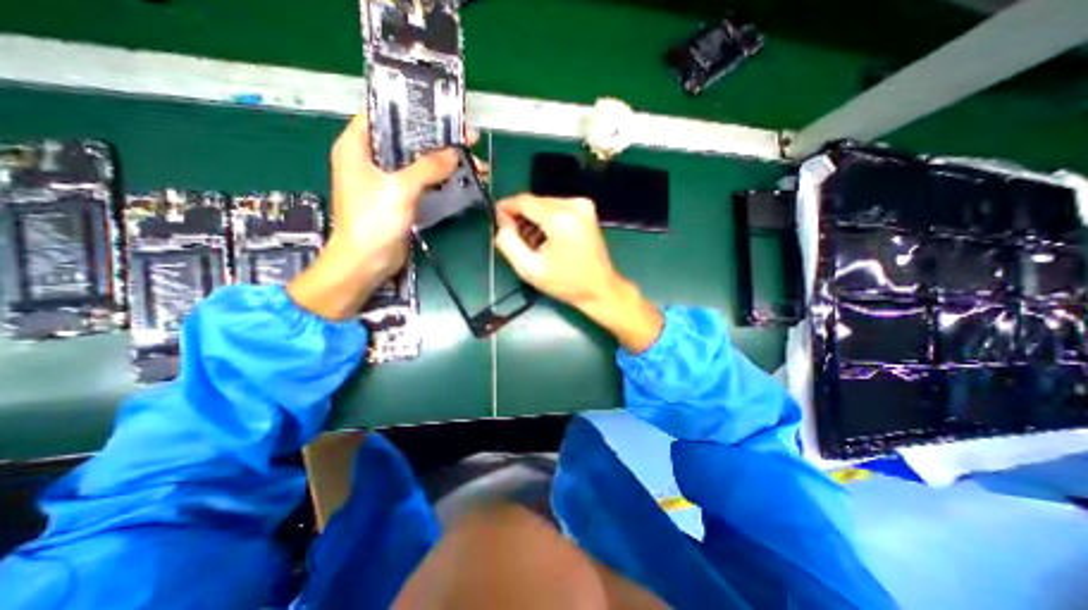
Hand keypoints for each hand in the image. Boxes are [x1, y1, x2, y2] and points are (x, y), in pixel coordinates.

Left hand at [290, 112, 457, 318]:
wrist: (366, 262)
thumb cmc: (373, 221)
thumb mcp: (400, 188)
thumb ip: (427, 167)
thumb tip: (454, 153)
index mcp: (357, 146)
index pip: (383, 115)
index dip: (412, 111)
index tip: (442, 113)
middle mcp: (370, 160)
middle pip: (407, 141)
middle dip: (438, 141)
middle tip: (468, 140)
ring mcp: (387, 181)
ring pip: (419, 164)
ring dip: (444, 163)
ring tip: (474, 163)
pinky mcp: (400, 200)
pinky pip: (423, 183)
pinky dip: (441, 181)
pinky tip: (461, 180)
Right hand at [496, 195, 663, 352]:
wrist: (600, 289)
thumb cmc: (566, 283)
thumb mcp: (530, 269)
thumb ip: (508, 242)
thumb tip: (502, 222)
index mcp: (561, 219)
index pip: (524, 201)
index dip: (507, 208)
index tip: (497, 220)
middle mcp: (574, 205)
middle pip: (535, 202)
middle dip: (521, 217)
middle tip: (516, 239)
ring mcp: (583, 206)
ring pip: (545, 204)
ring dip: (534, 220)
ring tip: (533, 245)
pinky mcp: (587, 211)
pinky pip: (557, 208)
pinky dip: (547, 220)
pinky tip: (547, 240)